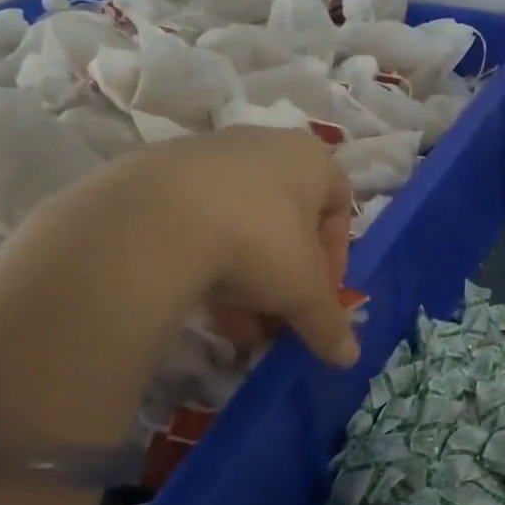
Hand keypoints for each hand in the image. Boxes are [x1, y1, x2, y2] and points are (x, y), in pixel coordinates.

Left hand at [8, 126, 358, 365]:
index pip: (339, 209)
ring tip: (235, 323)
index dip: (335, 260)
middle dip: (285, 276)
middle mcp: (267, 145)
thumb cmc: (259, 242)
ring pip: (242, 223)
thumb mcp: (304, 293)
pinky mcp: (161, 171)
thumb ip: (329, 324)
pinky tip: (197, 298)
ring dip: (246, 277)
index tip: (319, 297)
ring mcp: (211, 153)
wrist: (155, 219)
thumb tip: (349, 358)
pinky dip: (206, 259)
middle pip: (288, 221)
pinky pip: (198, 220)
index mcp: (313, 160)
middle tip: (276, 316)